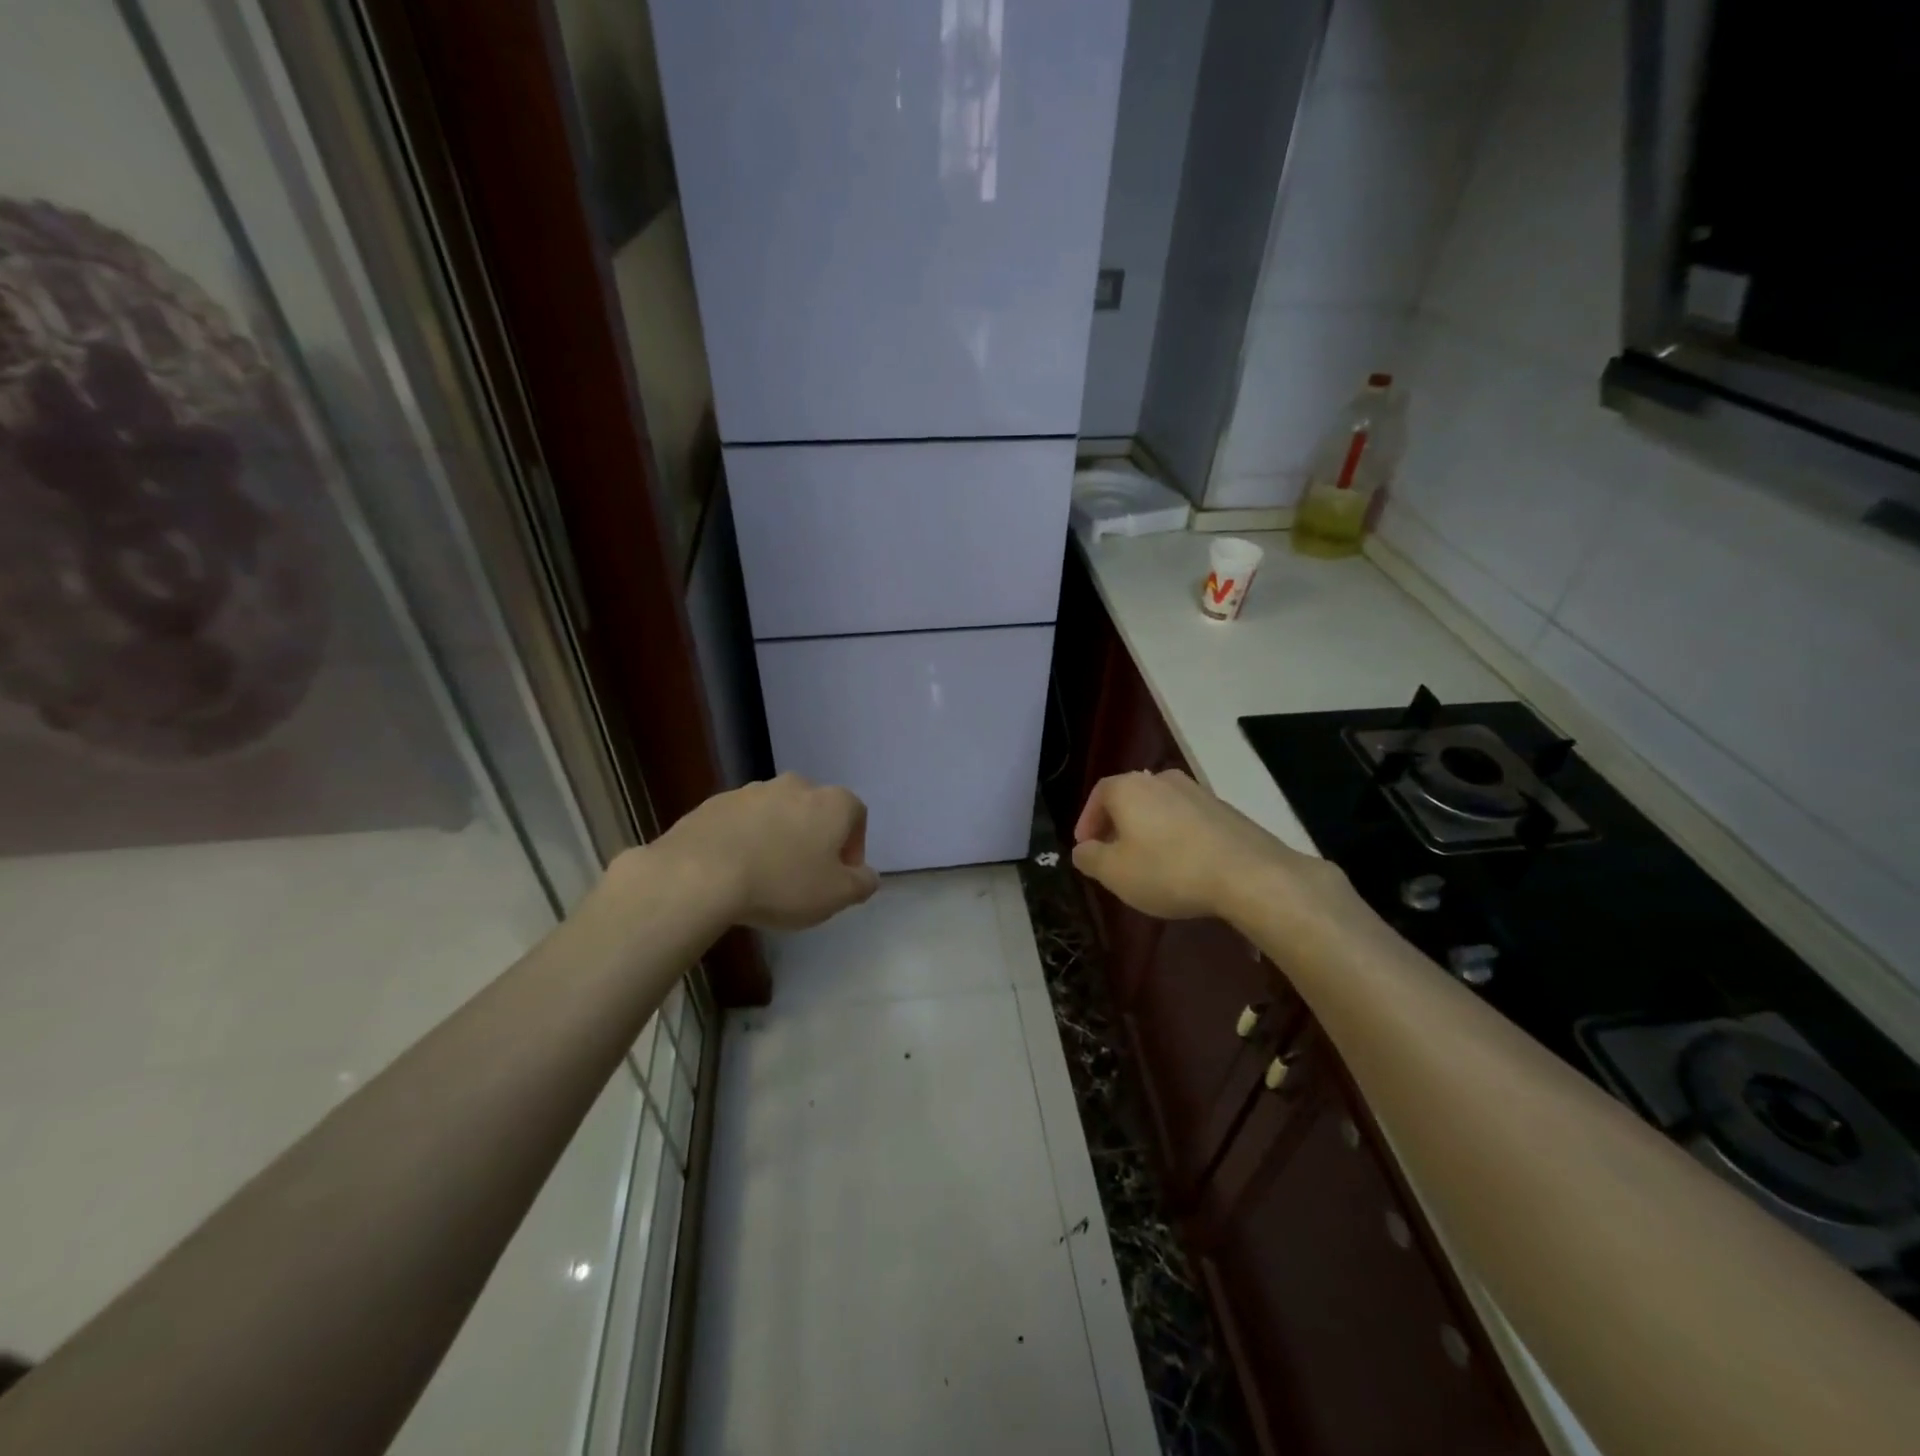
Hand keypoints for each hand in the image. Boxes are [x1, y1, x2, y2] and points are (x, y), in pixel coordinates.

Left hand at [656, 773, 879, 929]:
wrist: (700, 873)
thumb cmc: (782, 883)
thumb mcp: (836, 895)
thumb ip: (862, 884)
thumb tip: (867, 876)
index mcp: (831, 802)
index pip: (857, 816)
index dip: (853, 848)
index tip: (839, 877)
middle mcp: (796, 785)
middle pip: (815, 811)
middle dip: (814, 840)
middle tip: (804, 877)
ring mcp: (752, 790)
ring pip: (777, 815)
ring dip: (778, 838)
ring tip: (765, 876)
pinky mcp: (715, 803)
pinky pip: (742, 822)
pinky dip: (745, 840)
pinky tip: (734, 871)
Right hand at [1072, 769, 1333, 921]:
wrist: (1247, 873)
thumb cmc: (1168, 870)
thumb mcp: (1115, 873)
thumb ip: (1090, 858)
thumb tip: (1083, 849)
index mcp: (1129, 788)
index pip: (1099, 794)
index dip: (1088, 820)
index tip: (1086, 846)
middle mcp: (1161, 779)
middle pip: (1130, 798)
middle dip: (1117, 825)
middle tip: (1113, 854)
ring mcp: (1197, 791)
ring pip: (1160, 807)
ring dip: (1148, 830)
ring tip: (1147, 862)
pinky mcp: (1224, 809)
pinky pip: (1187, 819)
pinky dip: (1175, 836)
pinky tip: (1182, 864)